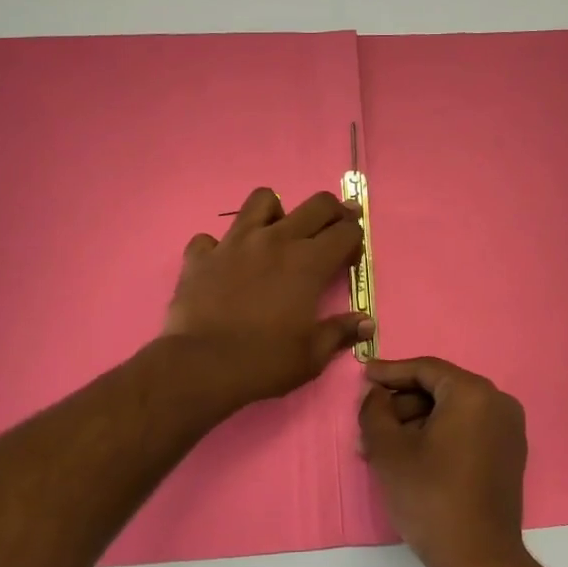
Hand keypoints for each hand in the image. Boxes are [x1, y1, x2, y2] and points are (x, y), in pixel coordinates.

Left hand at [164, 186, 370, 407]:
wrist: (202, 366)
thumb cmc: (265, 362)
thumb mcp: (312, 355)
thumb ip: (340, 332)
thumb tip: (366, 323)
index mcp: (308, 263)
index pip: (345, 232)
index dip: (355, 239)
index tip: (351, 257)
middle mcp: (275, 240)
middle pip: (316, 204)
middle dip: (333, 211)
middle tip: (333, 228)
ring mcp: (235, 242)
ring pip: (262, 200)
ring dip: (275, 212)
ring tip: (276, 234)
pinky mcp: (201, 255)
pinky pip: (211, 238)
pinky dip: (219, 247)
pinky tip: (224, 265)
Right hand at [358, 356, 530, 566]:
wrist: (480, 561)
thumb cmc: (430, 497)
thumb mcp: (389, 450)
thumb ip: (374, 410)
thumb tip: (375, 394)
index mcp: (473, 393)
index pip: (424, 369)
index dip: (389, 372)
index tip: (363, 376)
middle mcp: (497, 403)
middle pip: (438, 391)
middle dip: (399, 406)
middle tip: (366, 424)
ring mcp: (508, 430)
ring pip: (450, 413)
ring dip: (413, 425)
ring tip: (378, 449)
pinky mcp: (508, 455)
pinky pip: (466, 431)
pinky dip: (436, 437)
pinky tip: (407, 458)